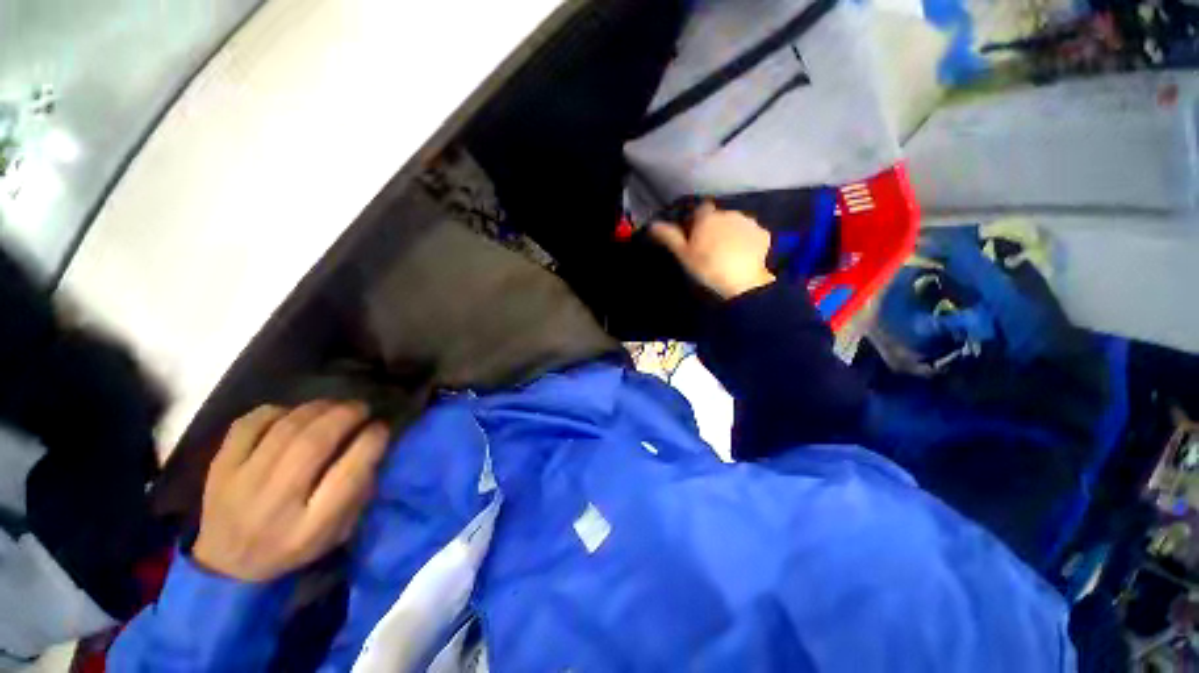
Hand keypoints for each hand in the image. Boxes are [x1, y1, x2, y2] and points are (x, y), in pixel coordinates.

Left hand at [193, 401, 388, 581]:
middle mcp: (274, 505)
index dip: (371, 442)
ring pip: (285, 429)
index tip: (382, 427)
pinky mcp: (218, 468)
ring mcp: (240, 484)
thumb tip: (372, 446)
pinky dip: (277, 411)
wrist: (226, 565)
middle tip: (362, 408)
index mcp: (310, 528)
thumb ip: (357, 491)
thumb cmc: (293, 547)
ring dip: (318, 408)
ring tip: (335, 405)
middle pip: (314, 444)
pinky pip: (249, 424)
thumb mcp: (337, 533)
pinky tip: (292, 415)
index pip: (348, 474)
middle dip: (346, 416)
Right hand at [650, 202, 774, 298]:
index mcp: (708, 218)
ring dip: (732, 232)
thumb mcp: (683, 255)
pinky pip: (752, 234)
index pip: (701, 210)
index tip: (695, 236)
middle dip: (716, 227)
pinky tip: (744, 256)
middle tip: (711, 248)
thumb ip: (669, 237)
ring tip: (728, 253)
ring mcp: (749, 222)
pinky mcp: (763, 234)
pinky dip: (748, 241)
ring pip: (736, 224)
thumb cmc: (707, 267)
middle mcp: (729, 213)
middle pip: (719, 217)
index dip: (698, 221)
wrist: (742, 282)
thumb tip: (653, 224)